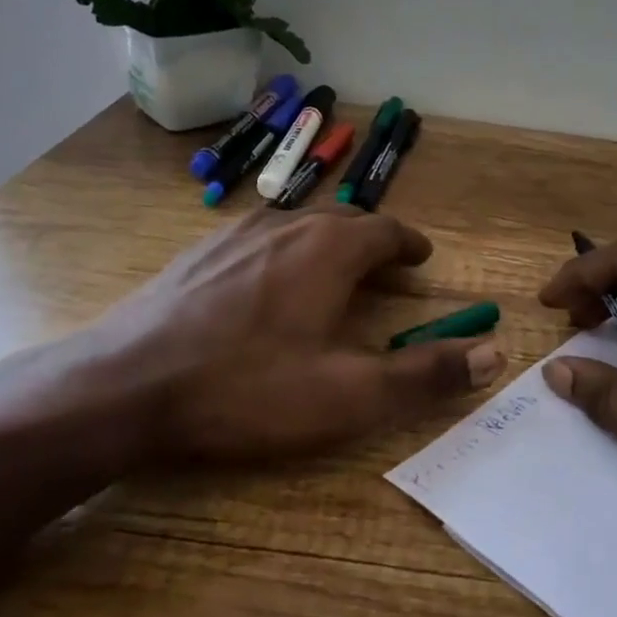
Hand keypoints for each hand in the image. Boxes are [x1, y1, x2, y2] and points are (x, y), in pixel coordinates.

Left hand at [6, 207, 503, 475]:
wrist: (122, 387)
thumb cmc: (245, 390)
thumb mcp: (348, 394)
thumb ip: (424, 374)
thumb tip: (494, 353)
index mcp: (327, 250)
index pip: (384, 230)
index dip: (409, 244)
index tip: (422, 259)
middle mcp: (283, 226)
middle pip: (341, 223)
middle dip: (371, 244)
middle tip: (385, 273)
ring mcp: (231, 236)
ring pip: (296, 228)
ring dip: (325, 246)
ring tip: (333, 276)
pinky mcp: (194, 255)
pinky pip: (256, 242)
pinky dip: (282, 255)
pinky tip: (266, 288)